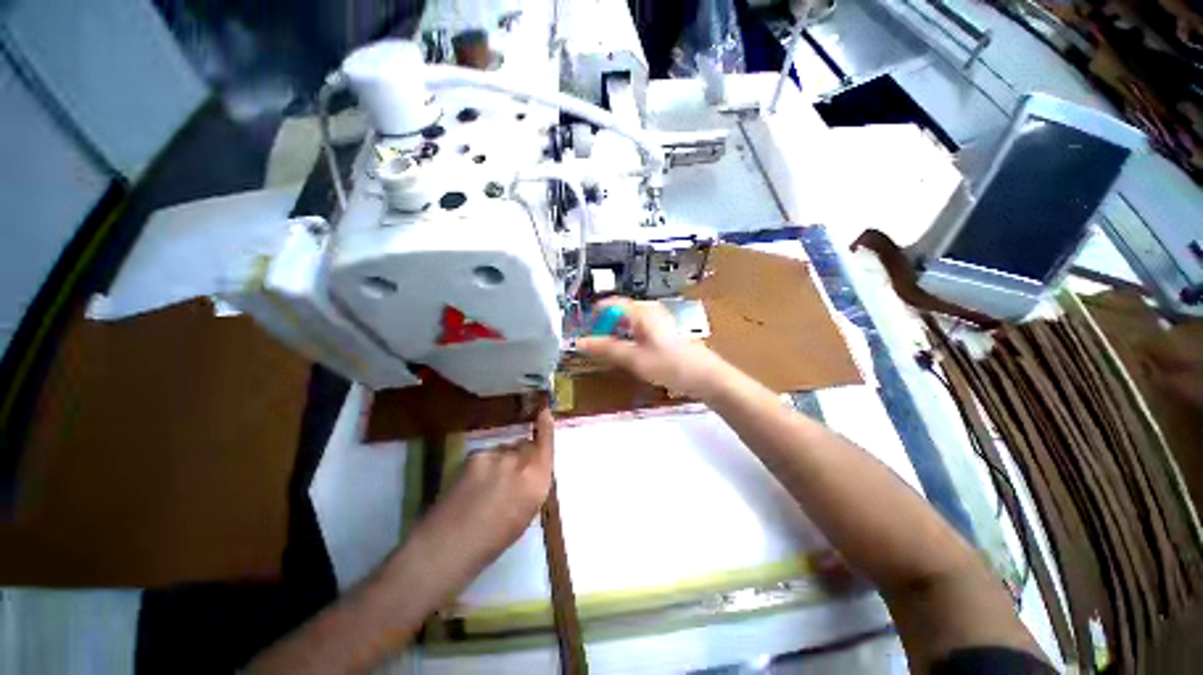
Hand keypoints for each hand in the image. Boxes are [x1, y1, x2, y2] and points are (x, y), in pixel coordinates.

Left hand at [418, 408, 555, 572]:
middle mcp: (521, 462)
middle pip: (526, 445)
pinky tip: (473, 484)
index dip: (545, 425)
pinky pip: (487, 455)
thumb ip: (532, 484)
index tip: (544, 411)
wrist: (449, 544)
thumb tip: (531, 470)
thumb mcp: (525, 514)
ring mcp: (497, 456)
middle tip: (510, 475)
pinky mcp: (476, 455)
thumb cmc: (493, 541)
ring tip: (487, 485)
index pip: (546, 443)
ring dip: (502, 461)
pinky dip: (485, 465)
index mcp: (538, 481)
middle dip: (522, 454)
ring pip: (505, 449)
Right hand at [575, 298, 728, 398]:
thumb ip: (606, 349)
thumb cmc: (670, 365)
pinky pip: (637, 328)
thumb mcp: (634, 358)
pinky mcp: (662, 329)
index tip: (584, 335)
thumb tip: (579, 342)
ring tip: (611, 354)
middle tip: (596, 348)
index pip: (608, 304)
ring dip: (616, 335)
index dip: (594, 319)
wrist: (705, 376)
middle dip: (604, 328)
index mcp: (641, 311)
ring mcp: (657, 318)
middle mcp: (649, 309)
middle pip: (617, 312)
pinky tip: (629, 354)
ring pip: (627, 321)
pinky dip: (627, 338)